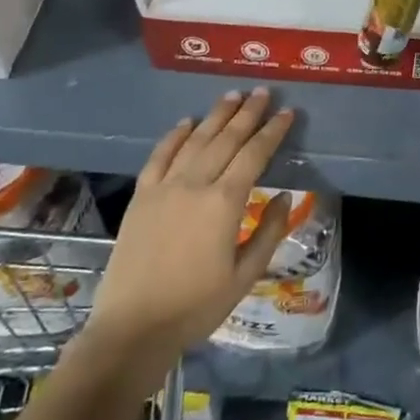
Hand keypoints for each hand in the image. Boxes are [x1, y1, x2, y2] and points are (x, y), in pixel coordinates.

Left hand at [88, 88, 294, 359]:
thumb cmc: (196, 307)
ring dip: (215, 116)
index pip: (254, 155)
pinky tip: (186, 122)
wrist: (132, 328)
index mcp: (224, 203)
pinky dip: (174, 136)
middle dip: (247, 113)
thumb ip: (269, 232)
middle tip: (262, 92)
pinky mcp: (141, 197)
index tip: (286, 112)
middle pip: (226, 139)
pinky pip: (159, 156)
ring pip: (195, 140)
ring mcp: (164, 188)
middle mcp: (195, 184)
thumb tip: (284, 196)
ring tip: (232, 95)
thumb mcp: (245, 276)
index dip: (272, 131)